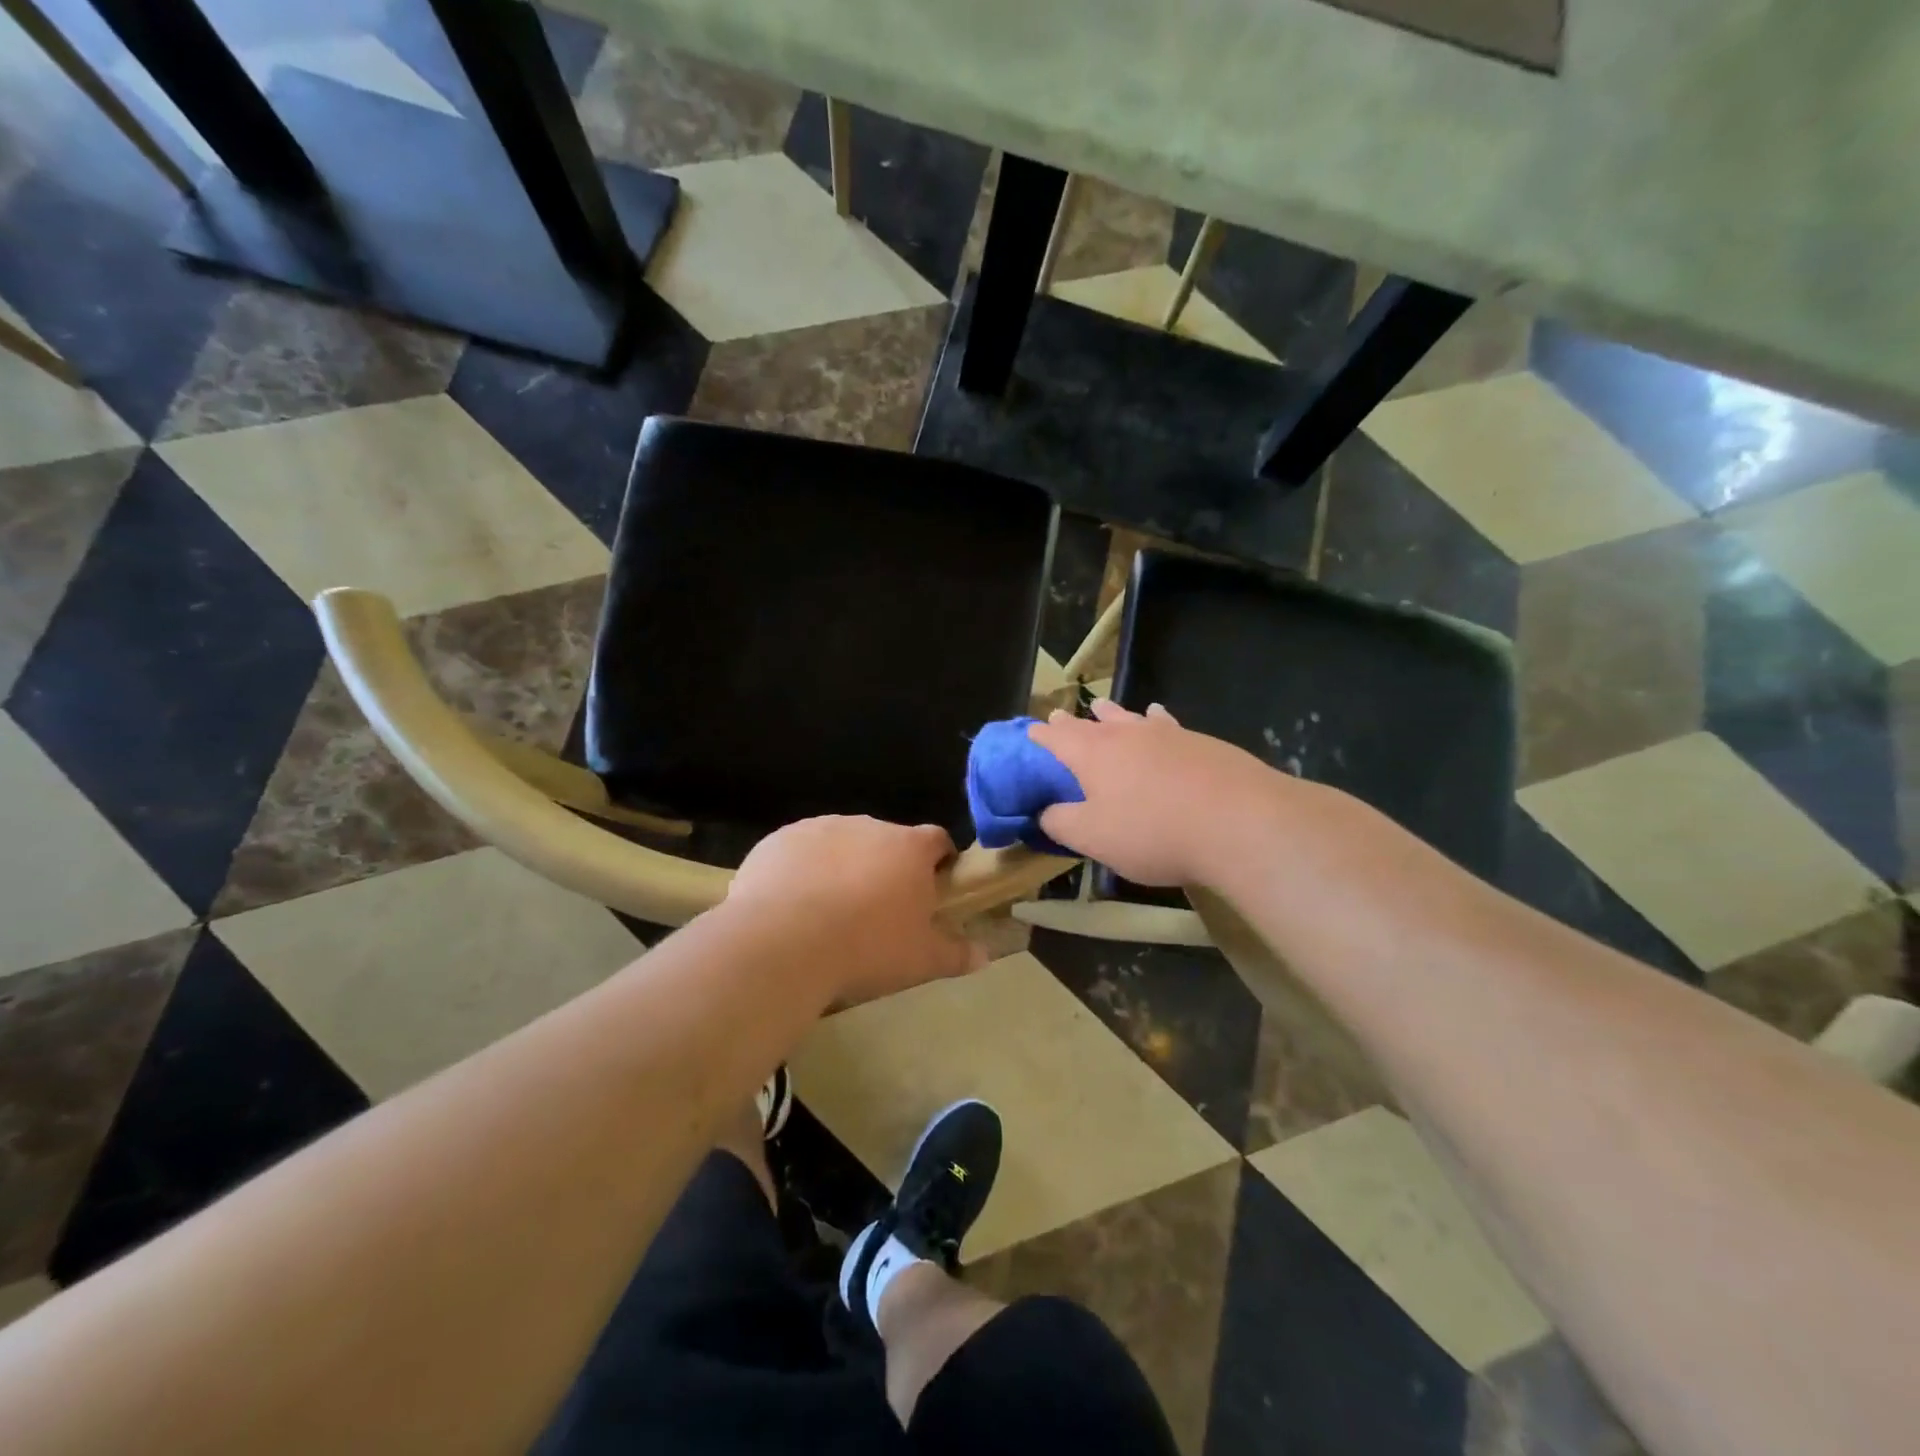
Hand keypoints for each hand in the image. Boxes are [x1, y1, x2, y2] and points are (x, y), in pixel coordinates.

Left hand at [725, 816, 986, 1004]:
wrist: (782, 941)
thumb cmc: (866, 947)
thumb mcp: (921, 960)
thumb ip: (956, 954)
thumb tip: (984, 955)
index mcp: (909, 848)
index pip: (937, 840)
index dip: (939, 862)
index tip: (932, 888)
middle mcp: (868, 826)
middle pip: (887, 841)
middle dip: (886, 868)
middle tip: (878, 912)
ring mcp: (821, 828)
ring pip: (842, 844)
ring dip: (843, 867)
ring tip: (830, 913)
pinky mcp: (780, 839)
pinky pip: (800, 851)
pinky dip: (802, 871)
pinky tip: (791, 908)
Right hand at [1027, 700, 1279, 885]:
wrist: (1238, 821)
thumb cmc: (1153, 832)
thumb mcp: (1093, 838)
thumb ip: (1060, 823)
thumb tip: (1042, 812)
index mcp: (1093, 755)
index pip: (1057, 739)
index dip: (1041, 736)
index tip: (1030, 731)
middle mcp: (1126, 735)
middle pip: (1091, 723)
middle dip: (1072, 722)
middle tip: (1059, 715)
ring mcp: (1166, 734)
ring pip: (1129, 718)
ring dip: (1111, 713)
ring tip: (1101, 706)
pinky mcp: (1200, 742)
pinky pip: (1165, 724)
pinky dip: (1154, 719)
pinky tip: (1158, 716)